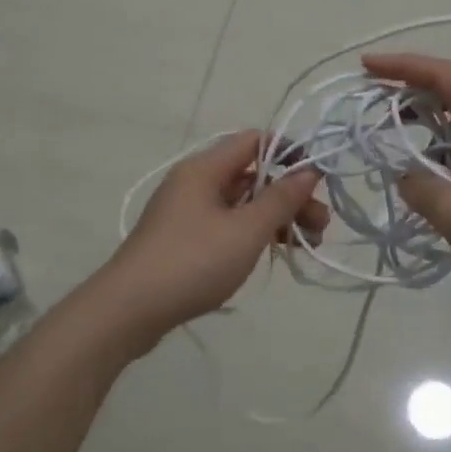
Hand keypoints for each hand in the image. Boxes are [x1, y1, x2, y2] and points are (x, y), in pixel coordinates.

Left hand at [100, 131, 328, 349]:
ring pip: (242, 203)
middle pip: (252, 175)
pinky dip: (254, 233)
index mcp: (205, 168)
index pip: (255, 141)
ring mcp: (187, 212)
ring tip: (307, 244)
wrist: (128, 311)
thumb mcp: (246, 230)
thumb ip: (281, 198)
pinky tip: (273, 253)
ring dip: (276, 218)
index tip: (318, 178)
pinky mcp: (184, 239)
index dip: (290, 152)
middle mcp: (195, 182)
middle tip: (321, 225)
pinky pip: (228, 225)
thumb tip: (309, 171)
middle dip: (290, 195)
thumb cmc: (192, 262)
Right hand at [365, 54, 450, 300]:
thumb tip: (406, 175)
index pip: (447, 77)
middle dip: (415, 90)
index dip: (405, 67)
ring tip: (399, 133)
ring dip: (432, 120)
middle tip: (377, 100)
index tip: (368, 66)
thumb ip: (419, 186)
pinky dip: (449, 145)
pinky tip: (434, 168)